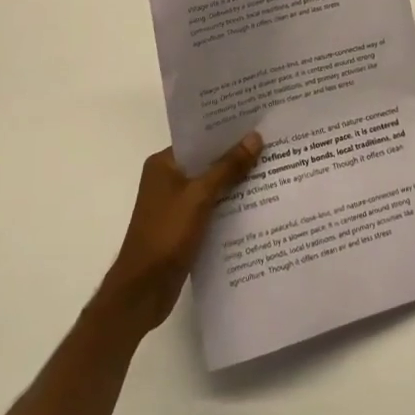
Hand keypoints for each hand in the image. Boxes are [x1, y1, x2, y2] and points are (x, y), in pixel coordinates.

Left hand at [95, 135, 263, 335]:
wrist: (142, 292)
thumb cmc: (166, 235)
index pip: (200, 138)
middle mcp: (168, 179)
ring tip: (272, 169)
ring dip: (235, 182)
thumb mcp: (200, 197)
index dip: (227, 130)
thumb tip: (255, 137)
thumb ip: (228, 167)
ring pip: (212, 185)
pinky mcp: (184, 227)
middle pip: (207, 161)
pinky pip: (211, 207)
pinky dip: (229, 204)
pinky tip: (256, 203)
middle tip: (272, 144)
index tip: (257, 122)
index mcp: (164, 164)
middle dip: (236, 156)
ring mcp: (176, 204)